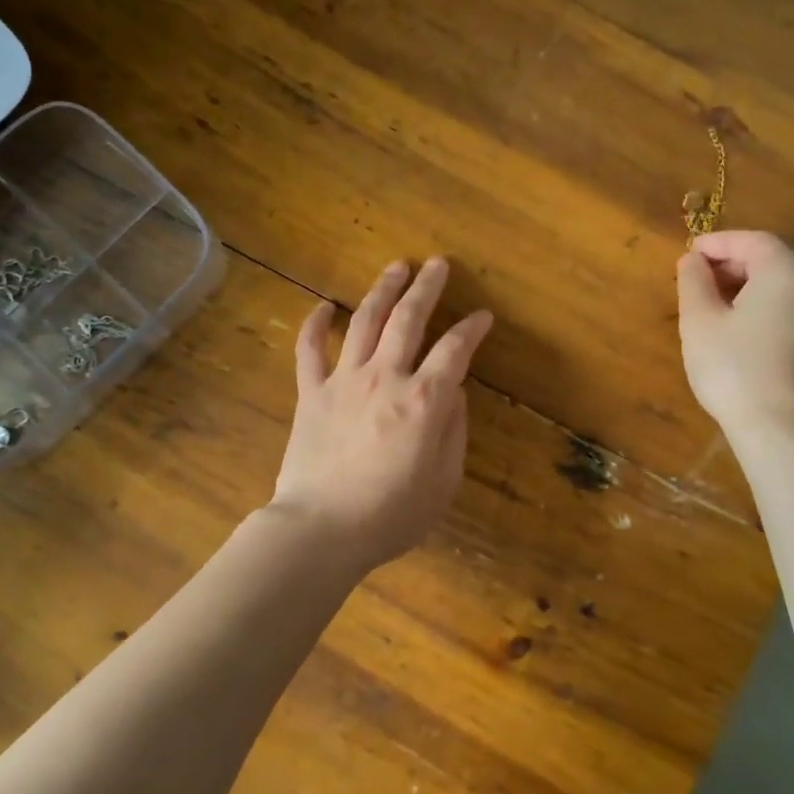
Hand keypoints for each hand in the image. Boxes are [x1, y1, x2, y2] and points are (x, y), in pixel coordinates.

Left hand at [270, 258, 494, 574]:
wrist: (322, 529)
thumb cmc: (391, 515)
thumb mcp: (444, 481)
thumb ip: (453, 430)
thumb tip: (453, 392)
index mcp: (425, 400)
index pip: (455, 349)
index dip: (473, 328)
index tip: (483, 316)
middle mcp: (386, 377)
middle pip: (409, 319)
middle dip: (427, 287)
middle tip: (438, 264)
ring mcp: (344, 380)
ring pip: (364, 320)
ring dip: (383, 290)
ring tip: (396, 267)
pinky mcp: (311, 393)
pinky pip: (309, 350)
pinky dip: (315, 324)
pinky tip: (322, 306)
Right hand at [676, 231, 793, 438]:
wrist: (781, 430)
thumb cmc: (734, 368)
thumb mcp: (700, 321)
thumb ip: (694, 282)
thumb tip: (693, 261)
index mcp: (786, 272)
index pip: (752, 240)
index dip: (718, 242)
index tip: (689, 253)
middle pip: (773, 260)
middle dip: (734, 263)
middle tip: (698, 278)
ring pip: (785, 286)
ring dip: (749, 285)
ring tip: (715, 303)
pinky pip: (793, 309)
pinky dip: (766, 306)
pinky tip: (741, 328)